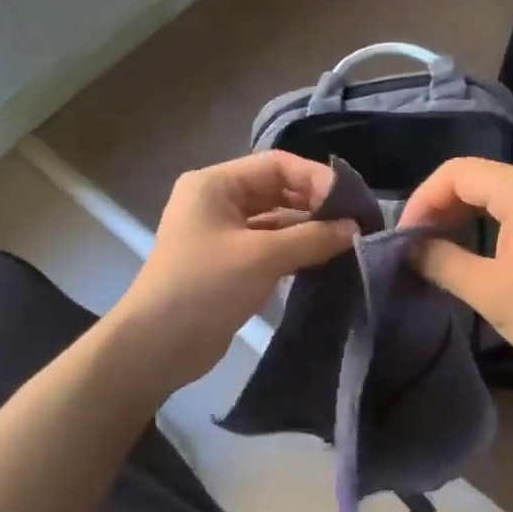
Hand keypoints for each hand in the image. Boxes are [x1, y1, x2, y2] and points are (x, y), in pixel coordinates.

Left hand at [111, 152, 356, 390]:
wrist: (157, 347)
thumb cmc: (205, 287)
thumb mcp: (262, 257)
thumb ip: (312, 238)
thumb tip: (355, 228)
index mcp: (215, 184)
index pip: (276, 165)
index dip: (316, 178)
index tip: (352, 203)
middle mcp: (217, 201)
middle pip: (277, 190)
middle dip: (315, 204)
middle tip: (354, 223)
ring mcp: (222, 233)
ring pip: (275, 220)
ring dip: (308, 229)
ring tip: (346, 242)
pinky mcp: (229, 263)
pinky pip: (269, 246)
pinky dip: (295, 250)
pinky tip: (323, 259)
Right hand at [400, 158, 512, 392]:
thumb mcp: (488, 291)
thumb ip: (441, 261)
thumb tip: (408, 249)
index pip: (457, 172)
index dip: (423, 199)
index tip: (404, 236)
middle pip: (476, 176)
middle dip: (439, 205)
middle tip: (415, 243)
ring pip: (495, 191)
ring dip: (461, 213)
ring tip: (436, 246)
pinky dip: (486, 220)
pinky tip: (471, 246)